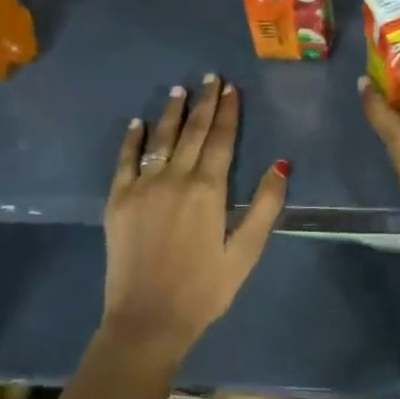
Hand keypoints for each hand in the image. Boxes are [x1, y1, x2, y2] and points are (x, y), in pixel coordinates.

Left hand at [104, 74, 287, 362]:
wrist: (147, 321)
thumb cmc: (204, 289)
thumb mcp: (246, 252)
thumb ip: (265, 206)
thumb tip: (281, 164)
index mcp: (208, 190)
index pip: (221, 139)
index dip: (228, 112)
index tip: (231, 88)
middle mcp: (175, 178)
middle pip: (193, 132)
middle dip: (204, 102)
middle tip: (210, 77)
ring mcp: (143, 187)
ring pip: (161, 139)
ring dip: (172, 112)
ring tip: (180, 89)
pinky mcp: (118, 200)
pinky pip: (125, 161)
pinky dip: (133, 139)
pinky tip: (138, 123)